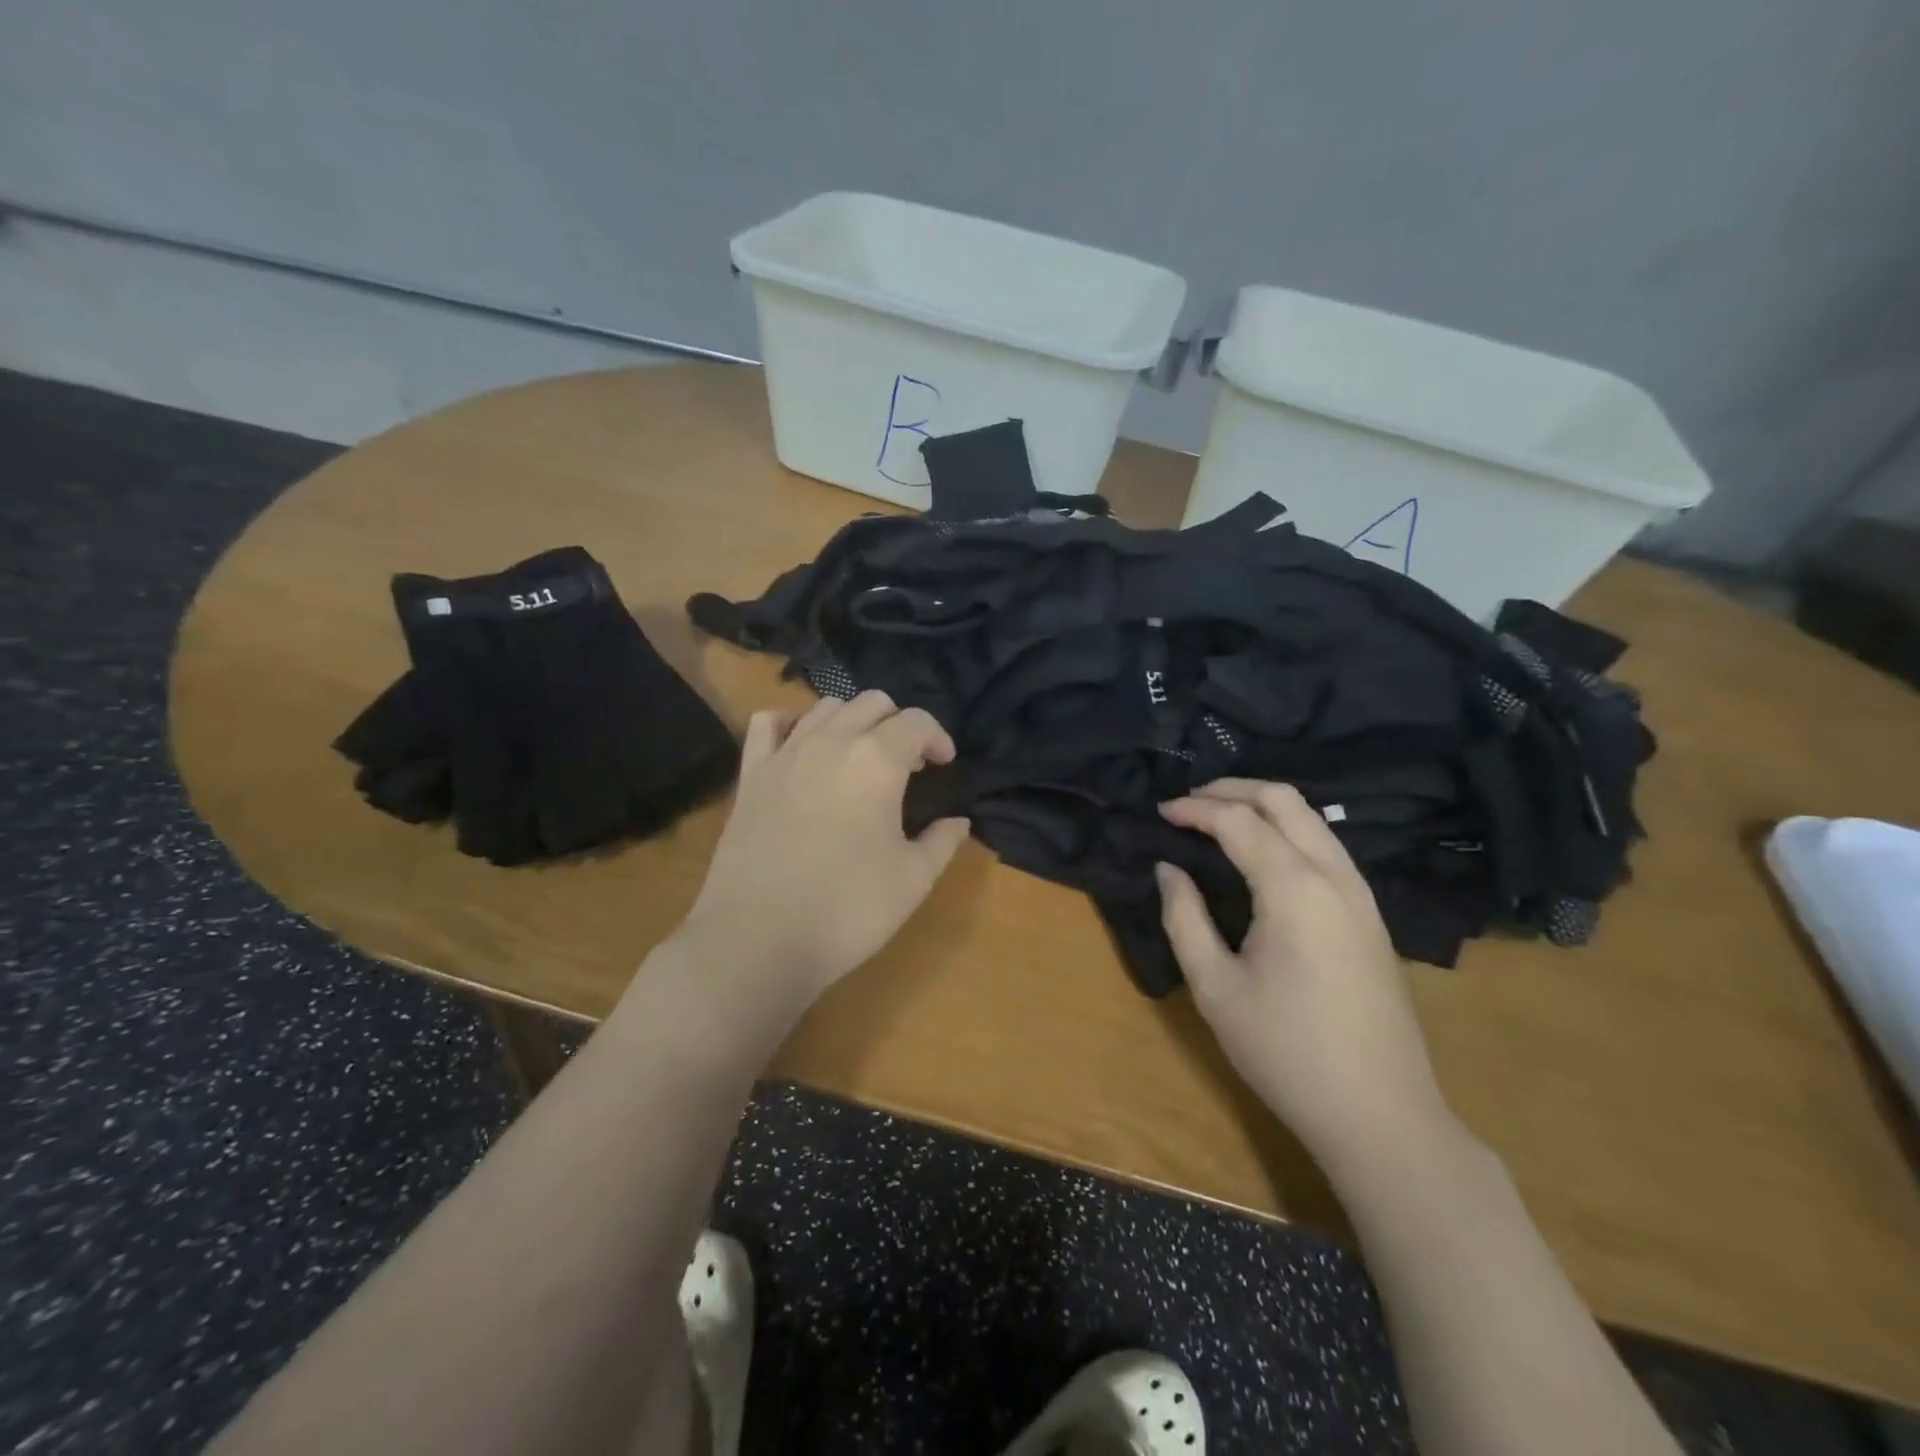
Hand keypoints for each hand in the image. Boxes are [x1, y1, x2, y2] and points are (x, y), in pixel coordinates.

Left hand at [673, 690, 969, 1006]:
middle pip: (873, 703)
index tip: (945, 764)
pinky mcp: (751, 774)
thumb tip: (959, 821)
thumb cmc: (848, 909)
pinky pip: (767, 724)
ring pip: (825, 707)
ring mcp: (785, 753)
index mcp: (878, 760)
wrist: (759, 939)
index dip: (939, 737)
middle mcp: (831, 741)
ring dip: (852, 721)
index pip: (918, 721)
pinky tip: (802, 747)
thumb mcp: (913, 880)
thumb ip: (942, 841)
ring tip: (860, 757)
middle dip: (898, 724)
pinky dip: (791, 723)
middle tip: (908, 764)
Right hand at [1157, 780, 1452, 1166]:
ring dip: (1262, 805)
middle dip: (1230, 789)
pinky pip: (1326, 844)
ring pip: (1312, 817)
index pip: (1238, 821)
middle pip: (1284, 799)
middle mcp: (1334, 875)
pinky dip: (1287, 828)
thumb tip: (1168, 869)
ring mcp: (1361, 893)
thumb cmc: (1286, 1052)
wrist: (1381, 1114)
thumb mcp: (1215, 988)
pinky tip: (1261, 851)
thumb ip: (1184, 918)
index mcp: (1294, 889)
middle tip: (1186, 802)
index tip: (1158, 813)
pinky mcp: (1371, 913)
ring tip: (1216, 817)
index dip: (1193, 809)